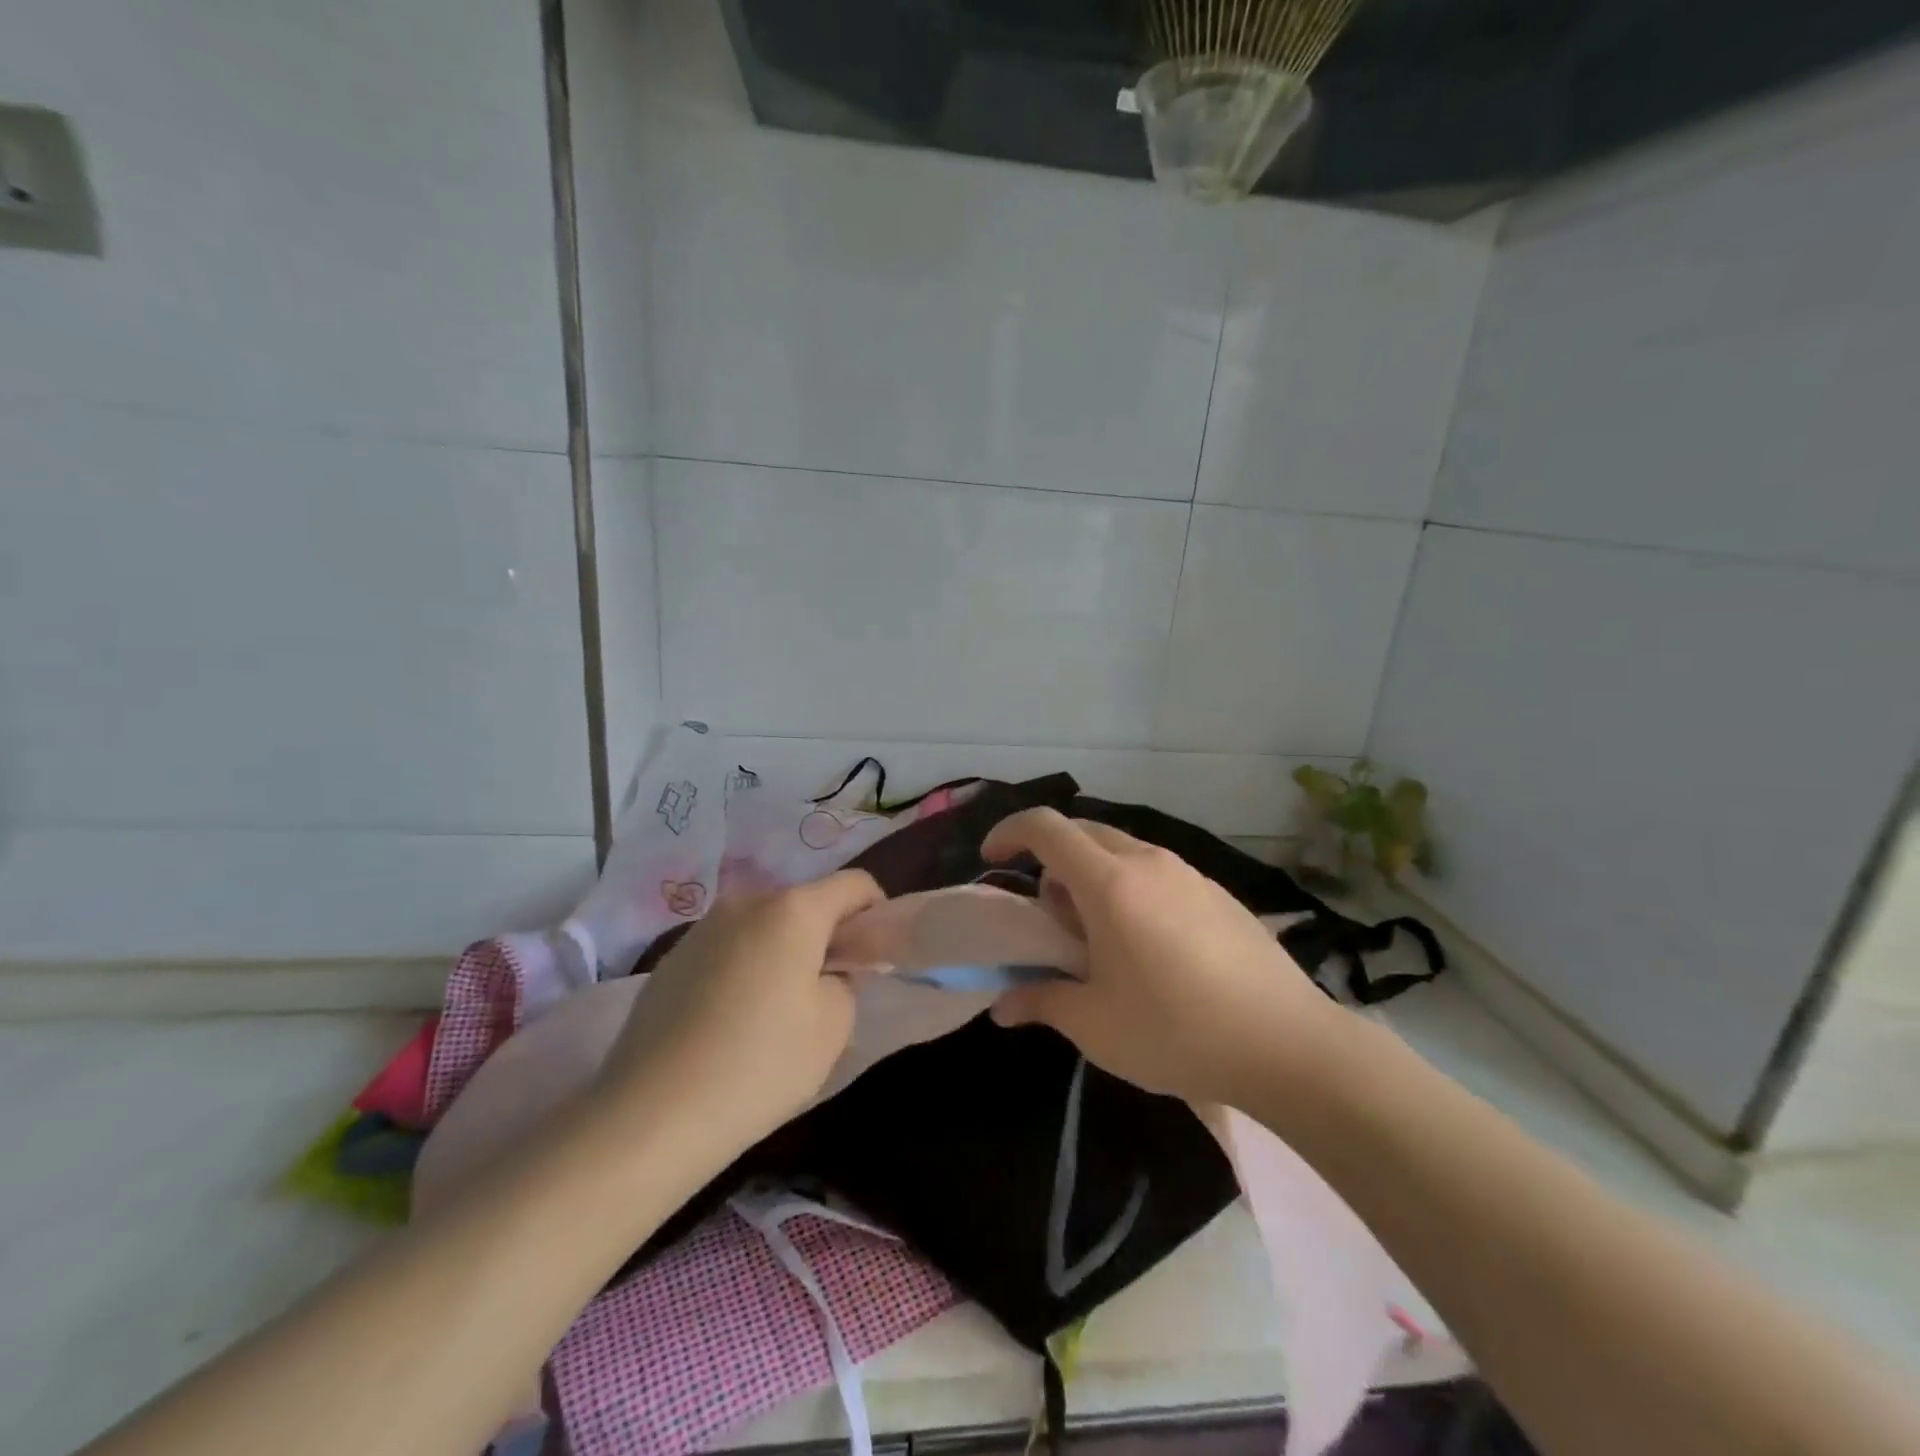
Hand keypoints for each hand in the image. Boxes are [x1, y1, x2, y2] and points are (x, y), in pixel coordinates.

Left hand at [593, 870, 884, 1149]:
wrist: (652, 1114)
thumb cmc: (761, 1064)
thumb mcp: (833, 1026)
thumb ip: (846, 981)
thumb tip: (828, 971)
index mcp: (792, 909)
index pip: (854, 884)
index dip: (876, 912)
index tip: (874, 955)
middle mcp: (746, 902)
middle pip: (805, 903)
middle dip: (825, 936)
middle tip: (827, 990)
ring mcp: (703, 928)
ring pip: (763, 926)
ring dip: (782, 951)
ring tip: (774, 1011)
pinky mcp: (671, 959)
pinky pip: (727, 949)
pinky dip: (744, 969)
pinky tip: (731, 1022)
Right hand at [983, 809, 1339, 1107]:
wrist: (1288, 1045)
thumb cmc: (1176, 1030)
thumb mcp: (1095, 1025)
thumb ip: (1041, 1002)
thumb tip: (1003, 1006)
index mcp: (1109, 883)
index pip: (1046, 828)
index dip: (1010, 834)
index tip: (992, 862)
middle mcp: (1148, 863)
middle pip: (1084, 834)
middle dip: (1052, 863)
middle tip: (1052, 919)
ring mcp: (1189, 874)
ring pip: (1122, 853)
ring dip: (1094, 878)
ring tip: (1101, 940)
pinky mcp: (1218, 893)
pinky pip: (1158, 873)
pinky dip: (1132, 890)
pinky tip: (1151, 949)